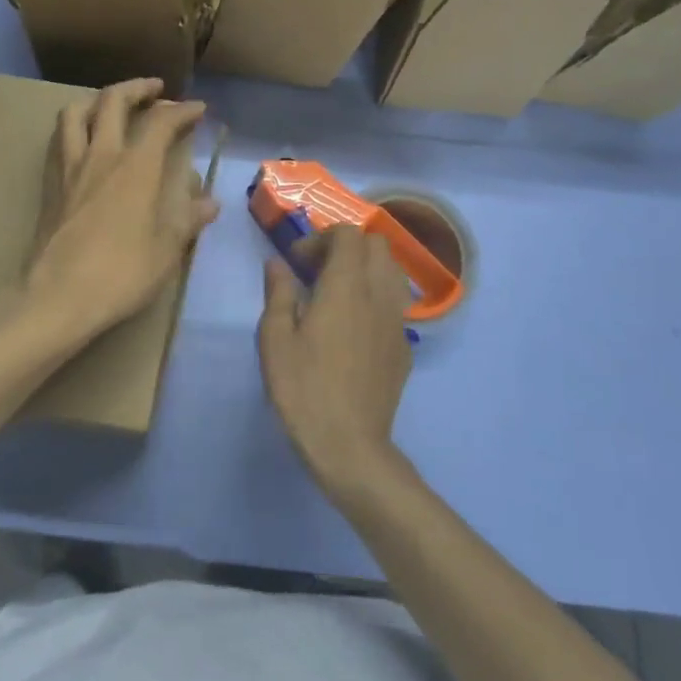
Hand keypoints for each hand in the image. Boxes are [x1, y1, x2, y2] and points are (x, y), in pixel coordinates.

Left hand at [21, 78, 219, 357]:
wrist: (57, 296)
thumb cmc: (120, 274)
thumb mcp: (166, 251)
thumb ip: (187, 221)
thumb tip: (210, 203)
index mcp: (136, 168)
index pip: (161, 123)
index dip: (182, 110)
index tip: (198, 108)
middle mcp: (102, 156)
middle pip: (113, 101)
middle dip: (137, 88)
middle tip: (155, 90)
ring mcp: (70, 167)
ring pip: (76, 112)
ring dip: (98, 100)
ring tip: (113, 105)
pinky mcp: (51, 184)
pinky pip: (60, 139)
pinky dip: (76, 126)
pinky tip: (84, 141)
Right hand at [258, 225, 412, 499]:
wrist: (350, 446)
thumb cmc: (304, 389)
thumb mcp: (275, 339)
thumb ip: (279, 293)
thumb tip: (278, 264)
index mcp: (346, 286)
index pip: (348, 234)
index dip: (321, 237)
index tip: (297, 261)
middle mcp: (378, 294)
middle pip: (377, 244)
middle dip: (347, 246)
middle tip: (318, 270)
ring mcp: (397, 322)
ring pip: (393, 271)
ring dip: (366, 268)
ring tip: (339, 292)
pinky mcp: (405, 348)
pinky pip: (396, 305)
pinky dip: (376, 298)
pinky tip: (355, 327)